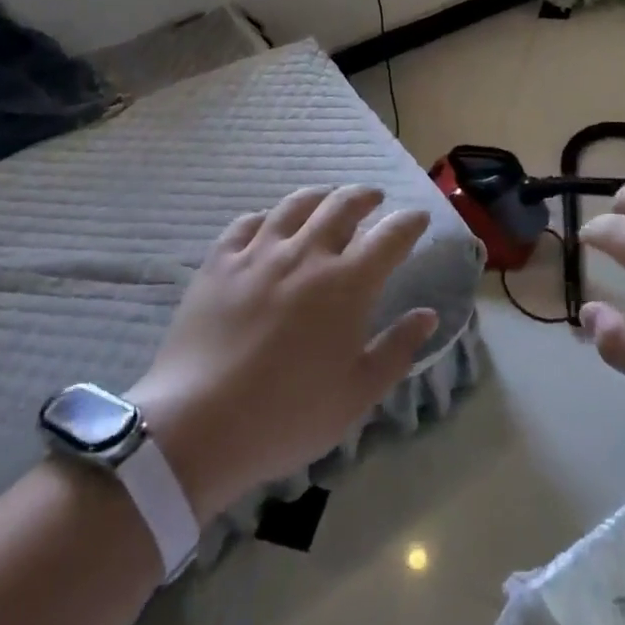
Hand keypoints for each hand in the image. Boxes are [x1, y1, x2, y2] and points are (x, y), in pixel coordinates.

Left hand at [128, 186, 436, 519]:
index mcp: (347, 284)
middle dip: (366, 197)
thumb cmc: (287, 416)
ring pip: (296, 204)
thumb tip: (428, 315)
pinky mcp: (219, 262)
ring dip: (320, 196)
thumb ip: (397, 349)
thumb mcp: (357, 394)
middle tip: (374, 200)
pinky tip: (270, 226)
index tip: (418, 218)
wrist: (196, 428)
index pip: (390, 236)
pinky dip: (267, 218)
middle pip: (342, 205)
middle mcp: (306, 254)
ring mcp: (259, 253)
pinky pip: (247, 222)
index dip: (409, 223)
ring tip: (327, 199)